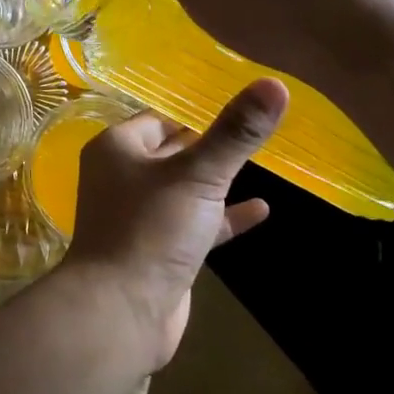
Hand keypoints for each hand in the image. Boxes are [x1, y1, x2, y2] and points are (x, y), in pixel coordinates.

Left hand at [62, 80, 288, 369]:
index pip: (160, 117)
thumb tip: (275, 84)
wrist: (121, 310)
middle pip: (173, 150)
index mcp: (118, 148)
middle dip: (210, 143)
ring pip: (185, 187)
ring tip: (264, 163)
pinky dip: (223, 216)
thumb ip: (235, 133)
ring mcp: (140, 214)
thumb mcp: (198, 175)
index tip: (239, 102)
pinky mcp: (159, 248)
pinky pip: (195, 222)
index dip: (196, 111)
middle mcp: (123, 175)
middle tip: (257, 129)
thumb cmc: (150, 229)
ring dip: (218, 180)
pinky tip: (261, 210)